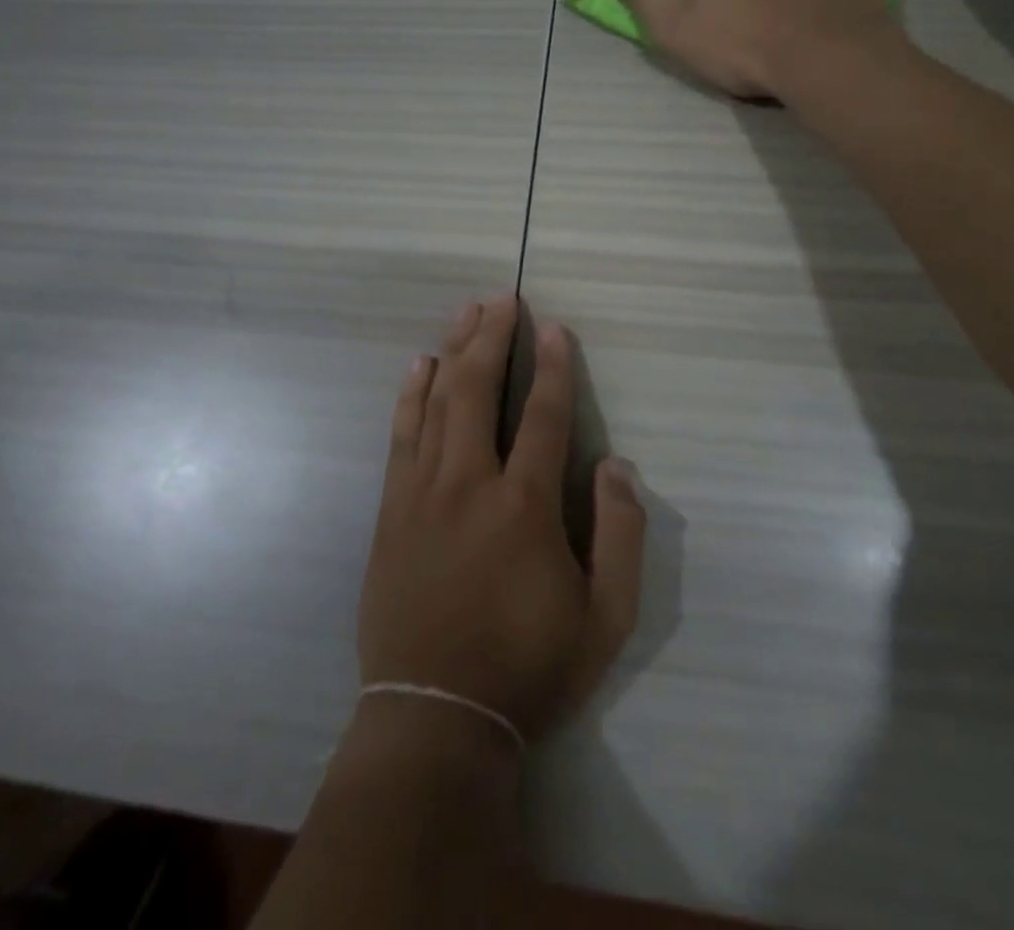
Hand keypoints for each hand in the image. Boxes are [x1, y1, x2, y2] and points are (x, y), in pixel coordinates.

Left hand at [358, 296, 647, 740]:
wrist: (436, 716)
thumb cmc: (529, 667)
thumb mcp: (606, 619)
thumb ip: (621, 535)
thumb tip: (616, 465)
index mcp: (525, 504)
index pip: (543, 414)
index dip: (553, 366)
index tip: (554, 327)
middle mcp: (470, 483)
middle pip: (479, 390)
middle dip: (493, 338)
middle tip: (503, 298)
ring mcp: (422, 492)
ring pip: (438, 402)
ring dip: (454, 351)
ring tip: (466, 312)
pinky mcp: (392, 510)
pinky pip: (401, 436)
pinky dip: (410, 395)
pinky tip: (418, 365)